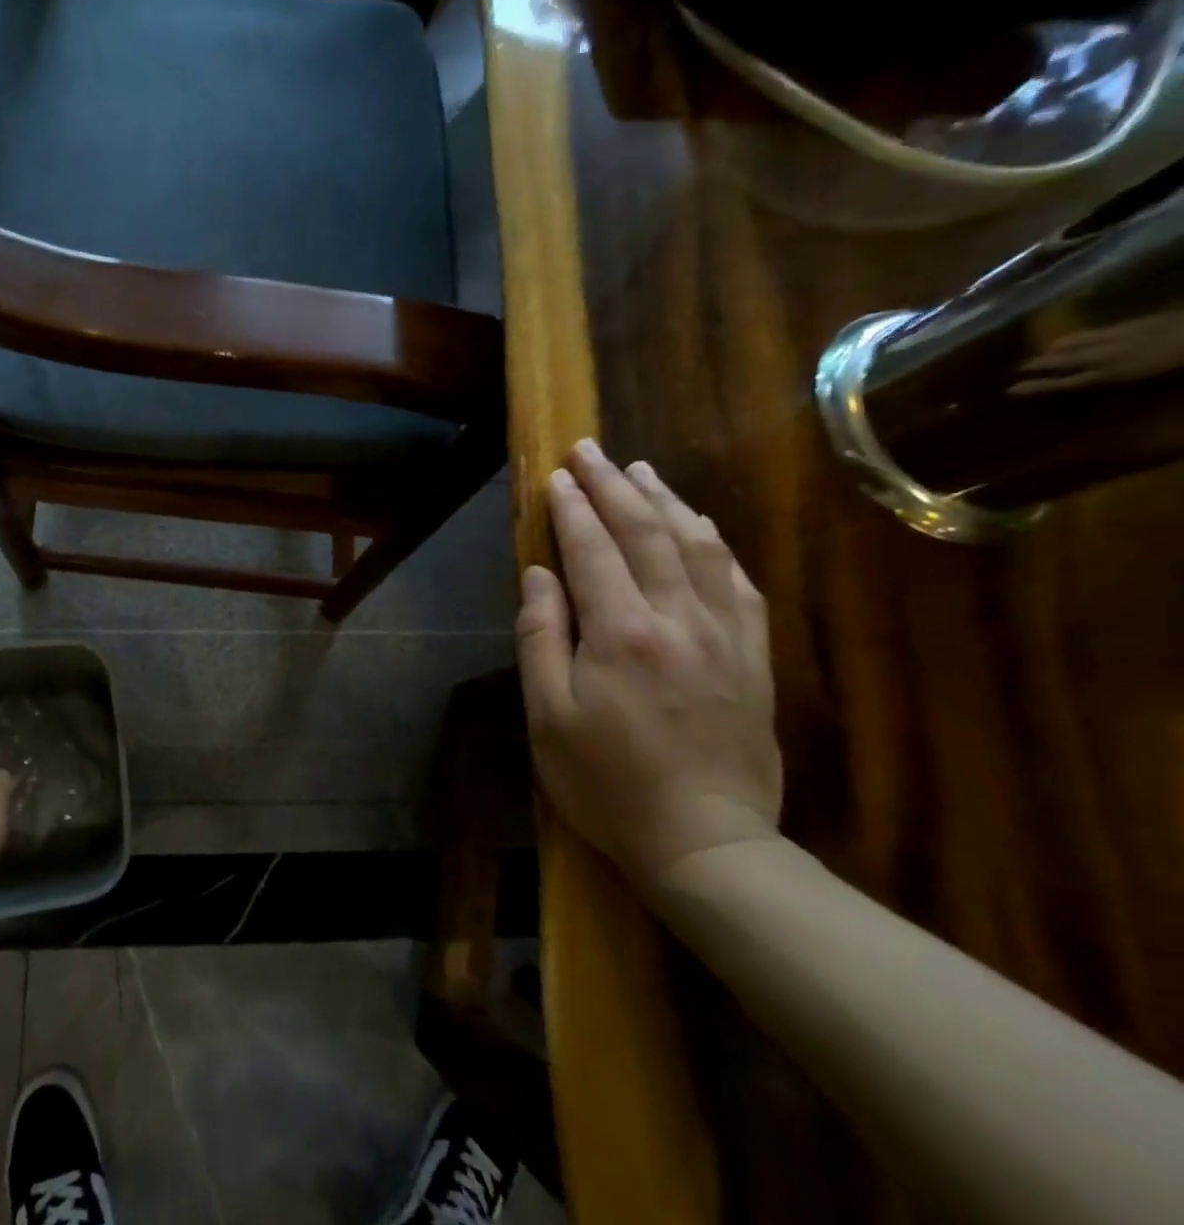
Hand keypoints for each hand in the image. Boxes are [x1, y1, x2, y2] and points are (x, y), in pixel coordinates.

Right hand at [515, 440, 781, 887]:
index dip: (571, 508)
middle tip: (590, 450)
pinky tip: (701, 528)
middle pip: (645, 533)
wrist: (706, 843)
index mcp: (620, 633)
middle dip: (613, 486)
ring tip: (641, 471)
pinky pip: (738, 583)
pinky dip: (715, 545)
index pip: (592, 549)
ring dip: (666, 502)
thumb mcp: (548, 716)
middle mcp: (677, 619)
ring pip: (697, 547)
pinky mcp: (753, 657)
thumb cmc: (607, 783)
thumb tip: (539, 574)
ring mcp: (724, 635)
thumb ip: (541, 636)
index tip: (557, 475)